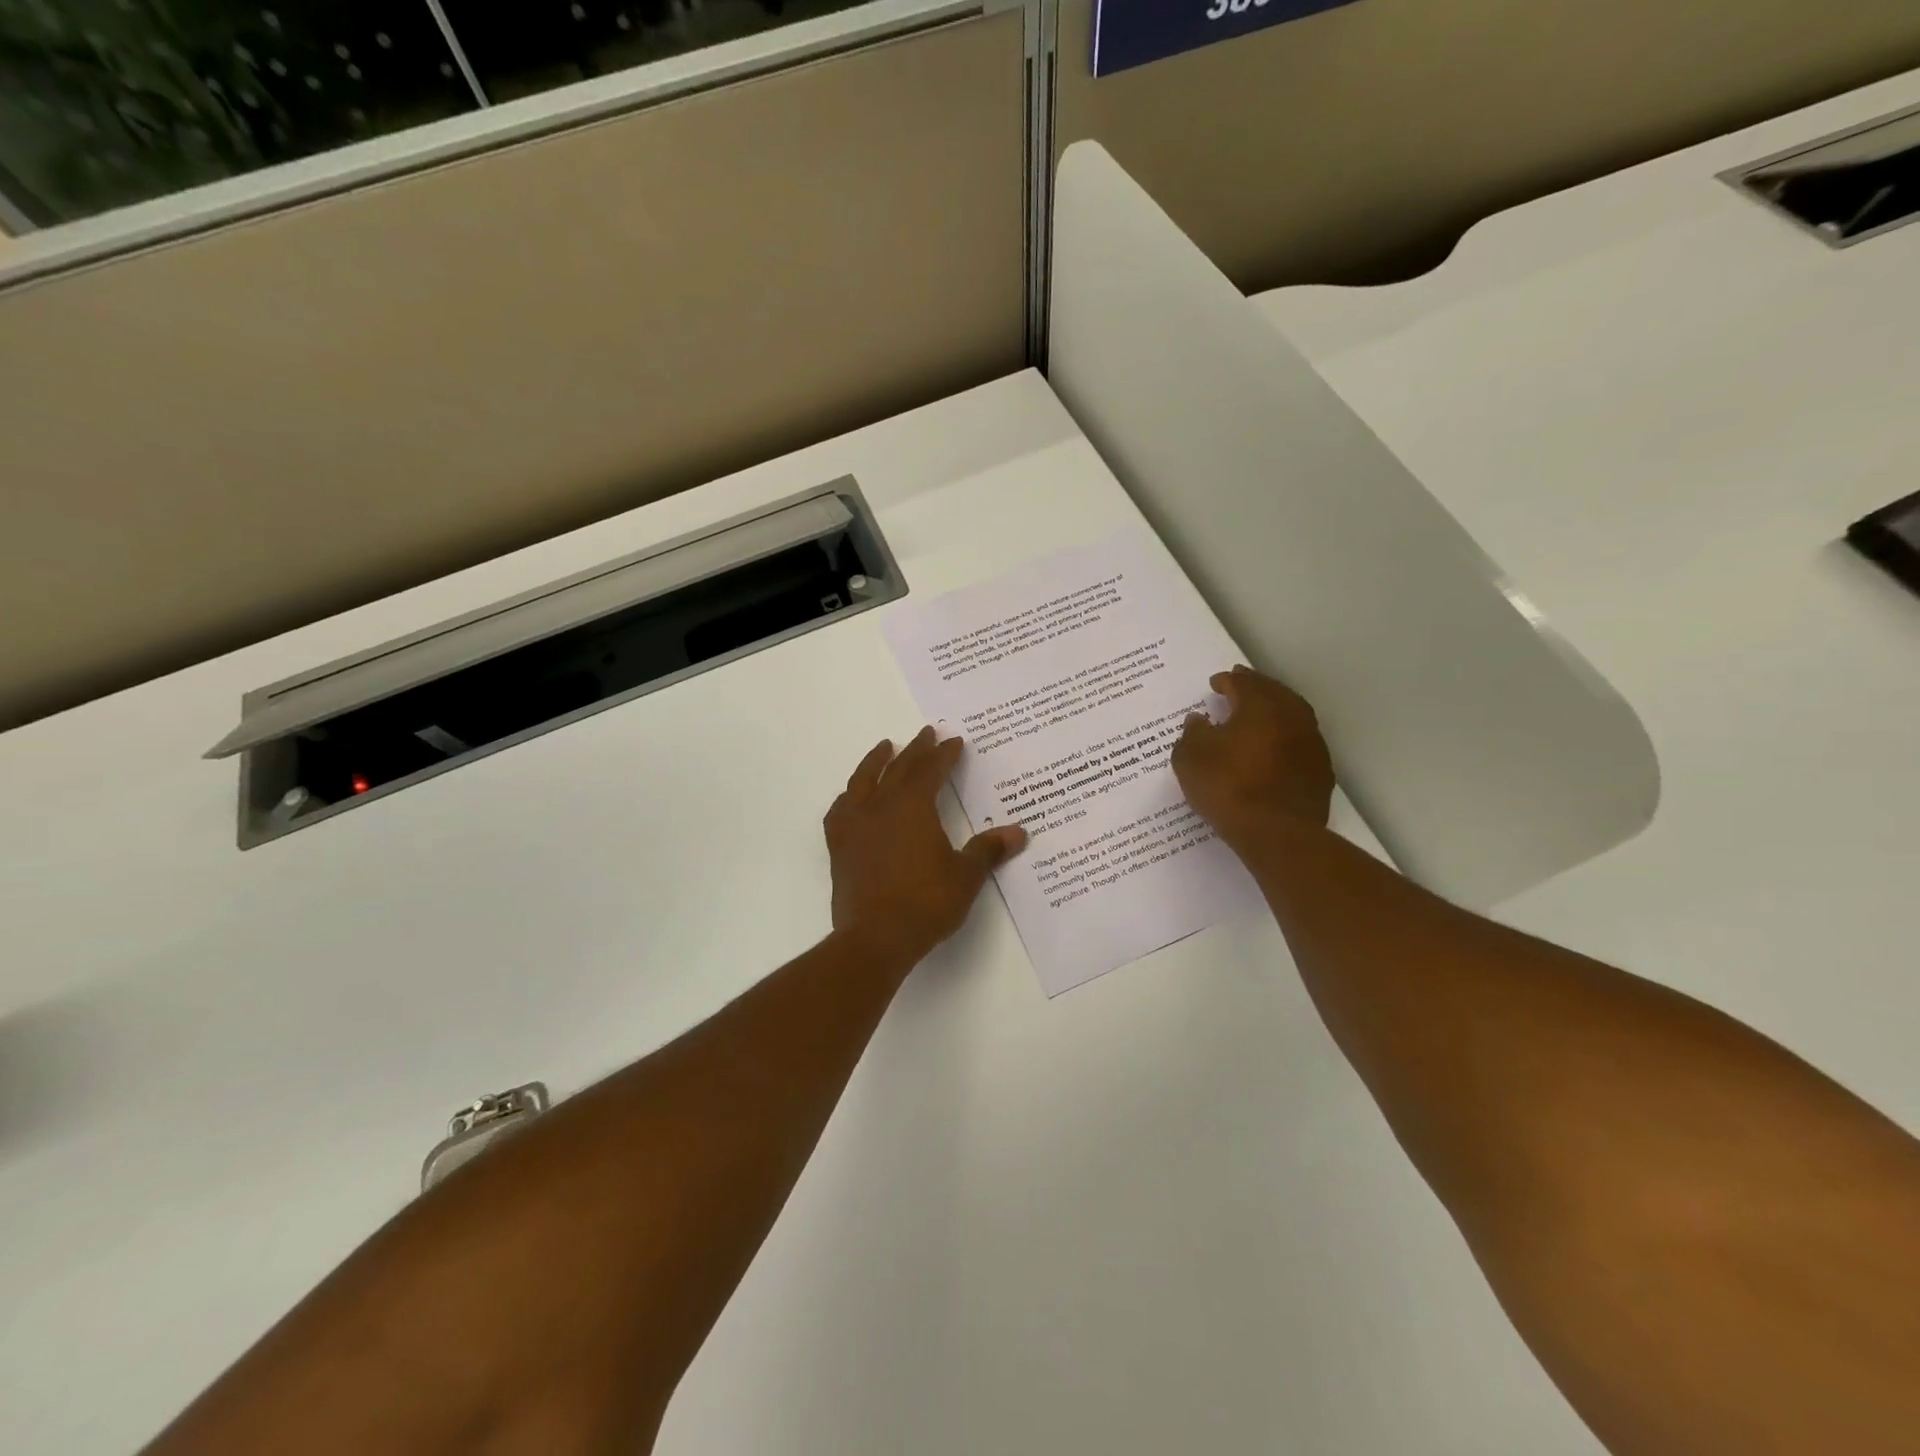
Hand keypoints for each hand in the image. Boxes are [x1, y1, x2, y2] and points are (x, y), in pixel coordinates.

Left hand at [823, 728, 1027, 969]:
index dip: (945, 755)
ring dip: (876, 761)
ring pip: (863, 781)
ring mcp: (855, 825)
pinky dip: (848, 798)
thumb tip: (1019, 833)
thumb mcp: (965, 876)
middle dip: (916, 750)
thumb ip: (988, 850)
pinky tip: (852, 798)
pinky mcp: (838, 847)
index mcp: (914, 807)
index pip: (931, 770)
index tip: (955, 742)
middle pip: (899, 768)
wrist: (875, 938)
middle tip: (927, 733)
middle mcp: (881, 807)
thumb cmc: (926, 903)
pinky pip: (840, 811)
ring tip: (885, 748)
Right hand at [1171, 666, 1334, 851]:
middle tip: (1241, 684)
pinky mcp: (1320, 770)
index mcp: (1259, 706)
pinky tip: (1276, 747)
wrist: (1275, 832)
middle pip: (1274, 692)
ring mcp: (1311, 743)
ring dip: (1275, 709)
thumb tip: (1199, 719)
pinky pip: (1301, 741)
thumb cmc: (1227, 787)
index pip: (1242, 683)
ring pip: (1293, 714)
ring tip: (1259, 715)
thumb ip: (1192, 733)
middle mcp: (1291, 716)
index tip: (1215, 683)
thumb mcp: (1190, 758)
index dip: (1227, 681)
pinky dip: (1286, 736)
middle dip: (1255, 687)